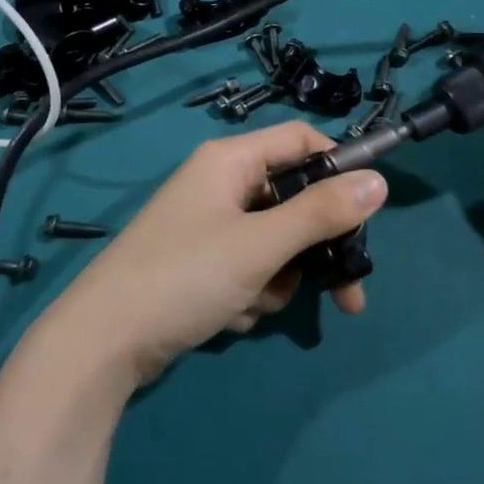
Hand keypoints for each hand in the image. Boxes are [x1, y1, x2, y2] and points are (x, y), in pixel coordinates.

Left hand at [50, 122, 387, 386]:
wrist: (102, 344)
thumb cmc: (185, 276)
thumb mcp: (261, 245)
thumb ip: (322, 213)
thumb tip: (380, 181)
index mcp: (231, 160)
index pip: (301, 139)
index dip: (338, 167)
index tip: (366, 211)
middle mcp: (221, 182)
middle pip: (293, 197)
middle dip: (317, 246)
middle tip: (348, 294)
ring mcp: (209, 223)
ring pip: (275, 240)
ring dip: (279, 276)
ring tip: (255, 303)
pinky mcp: (200, 262)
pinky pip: (249, 266)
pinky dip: (252, 291)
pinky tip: (230, 316)